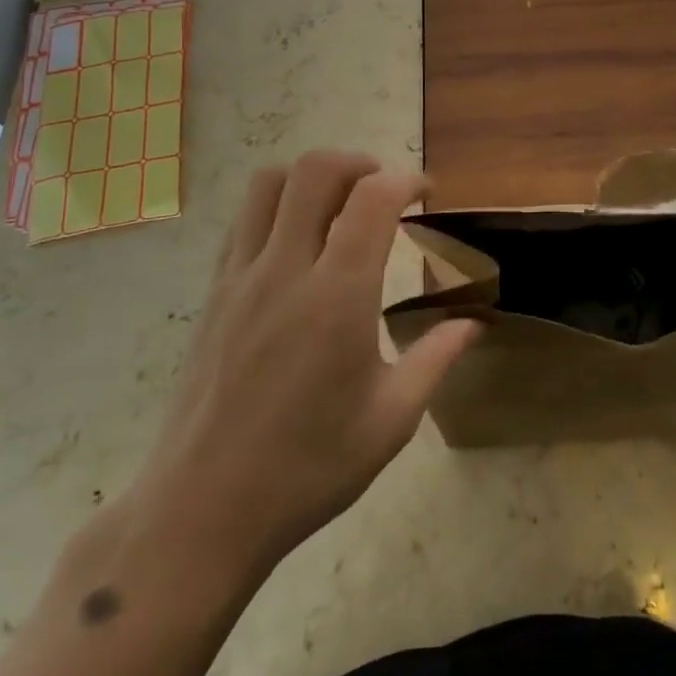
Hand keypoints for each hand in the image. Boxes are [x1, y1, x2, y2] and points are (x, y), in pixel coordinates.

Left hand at [128, 152, 479, 571]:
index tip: (427, 194)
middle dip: (359, 163)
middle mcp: (285, 270)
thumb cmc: (307, 469)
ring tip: (339, 205)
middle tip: (384, 191)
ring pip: (269, 183)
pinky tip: (297, 243)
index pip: (372, 199)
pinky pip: (244, 220)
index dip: (406, 181)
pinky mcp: (213, 294)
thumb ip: (436, 358)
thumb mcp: (390, 420)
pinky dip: (277, 206)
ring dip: (311, 177)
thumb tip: (474, 323)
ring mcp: (240, 278)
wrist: (201, 512)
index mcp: (337, 297)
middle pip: (315, 171)